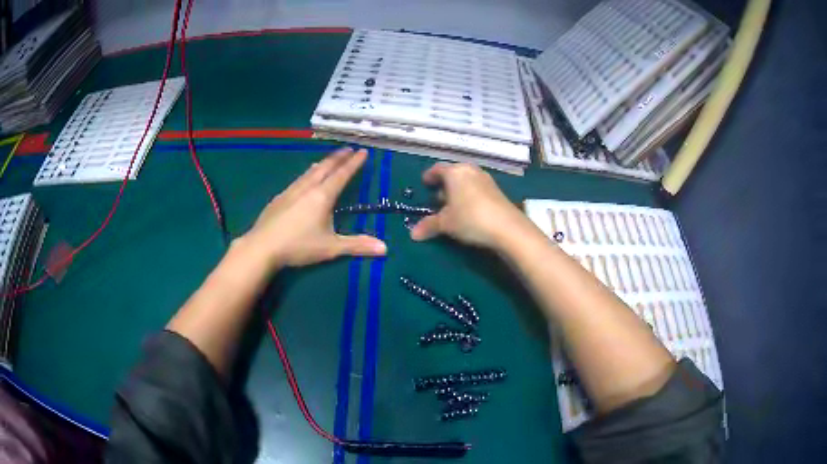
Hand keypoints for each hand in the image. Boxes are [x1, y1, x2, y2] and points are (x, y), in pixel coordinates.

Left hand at [242, 147, 386, 268]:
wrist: (262, 247)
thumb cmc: (298, 246)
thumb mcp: (331, 248)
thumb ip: (357, 245)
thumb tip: (385, 248)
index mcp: (322, 196)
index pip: (342, 175)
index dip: (354, 163)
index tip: (363, 151)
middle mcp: (307, 188)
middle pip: (325, 167)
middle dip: (339, 157)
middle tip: (349, 149)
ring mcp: (291, 191)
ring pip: (310, 171)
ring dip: (323, 163)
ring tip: (329, 159)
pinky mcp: (280, 197)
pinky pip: (299, 179)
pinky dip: (308, 173)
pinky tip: (305, 178)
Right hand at [409, 163, 532, 249]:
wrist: (507, 227)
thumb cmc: (470, 218)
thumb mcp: (446, 223)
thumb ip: (429, 225)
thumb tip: (413, 233)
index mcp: (455, 172)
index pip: (437, 169)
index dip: (429, 176)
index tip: (424, 183)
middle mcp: (470, 170)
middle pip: (453, 173)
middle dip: (444, 185)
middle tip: (436, 198)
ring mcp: (486, 179)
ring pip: (466, 181)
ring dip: (458, 191)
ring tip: (452, 206)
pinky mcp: (497, 190)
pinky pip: (477, 188)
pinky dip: (469, 195)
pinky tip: (468, 210)